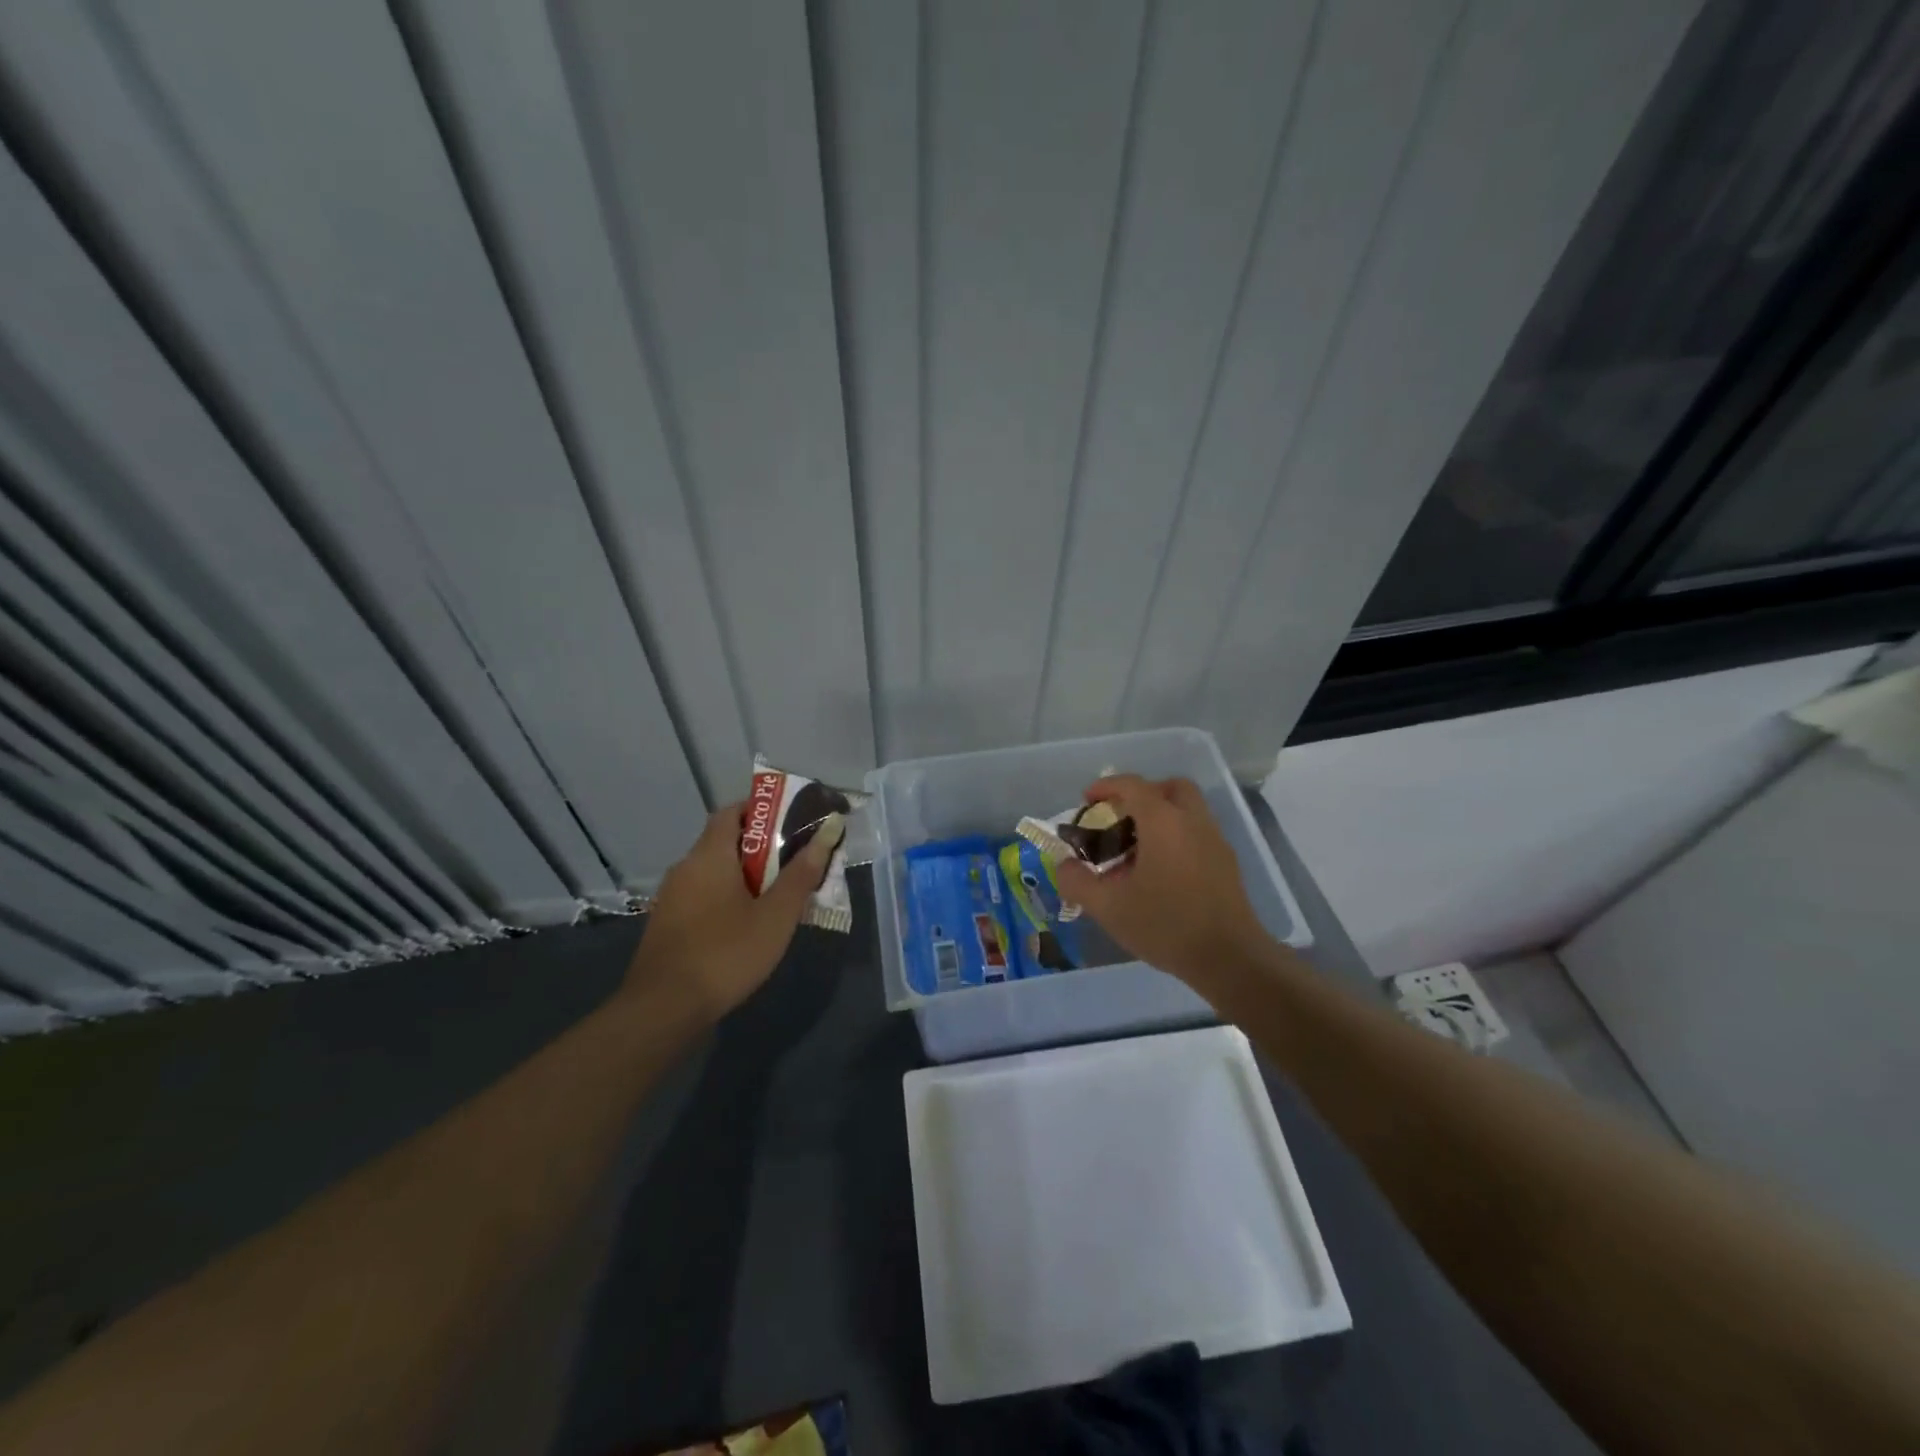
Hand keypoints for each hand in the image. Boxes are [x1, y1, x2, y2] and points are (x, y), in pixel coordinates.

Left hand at [622, 800, 845, 1022]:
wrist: (664, 1009)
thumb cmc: (725, 953)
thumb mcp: (776, 916)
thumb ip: (801, 874)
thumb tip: (826, 834)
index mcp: (709, 855)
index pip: (732, 812)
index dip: (762, 811)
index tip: (791, 822)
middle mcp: (686, 867)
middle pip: (725, 842)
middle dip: (761, 847)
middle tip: (795, 862)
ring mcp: (672, 897)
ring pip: (714, 872)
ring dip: (745, 876)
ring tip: (778, 895)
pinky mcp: (668, 924)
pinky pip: (703, 896)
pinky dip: (727, 897)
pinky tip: (747, 924)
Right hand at [1053, 775, 1271, 992]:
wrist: (1230, 959)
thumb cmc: (1166, 926)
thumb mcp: (1109, 908)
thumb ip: (1078, 882)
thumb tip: (1063, 865)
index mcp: (1163, 822)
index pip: (1133, 786)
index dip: (1106, 787)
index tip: (1086, 801)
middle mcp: (1192, 821)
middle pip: (1169, 788)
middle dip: (1142, 794)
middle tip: (1120, 818)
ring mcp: (1215, 841)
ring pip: (1187, 810)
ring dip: (1161, 815)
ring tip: (1136, 849)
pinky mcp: (1227, 863)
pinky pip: (1197, 832)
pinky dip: (1176, 836)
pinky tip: (1160, 871)